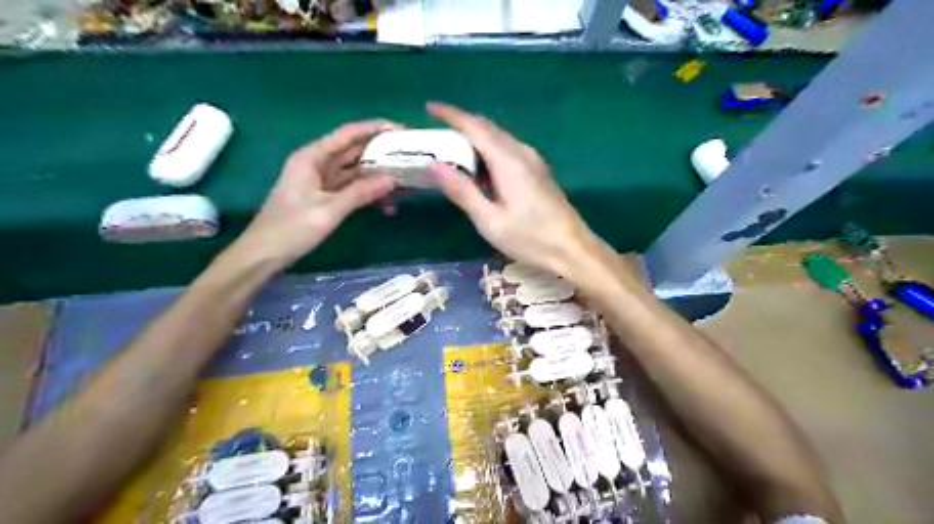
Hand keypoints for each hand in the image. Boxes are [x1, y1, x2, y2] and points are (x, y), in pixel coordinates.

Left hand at [235, 118, 395, 267]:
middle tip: (409, 155)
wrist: (264, 254)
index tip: (400, 129)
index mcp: (312, 157)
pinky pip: (351, 189)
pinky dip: (368, 193)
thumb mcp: (329, 210)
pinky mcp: (324, 197)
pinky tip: (387, 202)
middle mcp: (317, 164)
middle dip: (380, 152)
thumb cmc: (291, 228)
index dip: (373, 129)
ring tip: (405, 178)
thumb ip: (361, 192)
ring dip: (377, 175)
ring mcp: (321, 181)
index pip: (347, 135)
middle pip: (353, 151)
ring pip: (355, 171)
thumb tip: (392, 178)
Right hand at [426, 103, 610, 282]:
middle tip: (436, 135)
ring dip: (475, 137)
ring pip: (499, 137)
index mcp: (508, 161)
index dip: (451, 115)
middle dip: (461, 125)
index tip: (429, 108)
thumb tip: (435, 165)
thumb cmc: (530, 238)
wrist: (572, 248)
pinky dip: (489, 149)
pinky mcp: (539, 170)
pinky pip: (509, 149)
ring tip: (453, 150)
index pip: (475, 127)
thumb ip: (462, 191)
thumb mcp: (489, 221)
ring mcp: (533, 160)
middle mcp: (522, 153)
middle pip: (488, 128)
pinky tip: (480, 167)